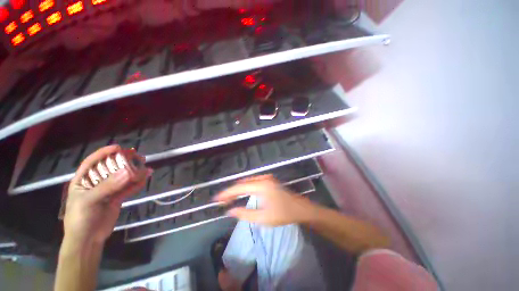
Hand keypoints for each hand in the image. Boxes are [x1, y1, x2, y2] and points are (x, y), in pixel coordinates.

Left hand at [64, 145, 150, 244]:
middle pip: (110, 169)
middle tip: (137, 157)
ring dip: (133, 173)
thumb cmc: (80, 219)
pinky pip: (128, 189)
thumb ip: (108, 186)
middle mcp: (95, 184)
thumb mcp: (90, 201)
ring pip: (122, 179)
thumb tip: (128, 171)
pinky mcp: (117, 199)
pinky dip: (137, 183)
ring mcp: (107, 191)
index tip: (118, 148)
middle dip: (123, 162)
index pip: (92, 163)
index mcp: (82, 181)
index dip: (103, 153)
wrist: (88, 240)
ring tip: (145, 167)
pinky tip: (145, 178)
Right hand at [214, 175, 314, 225]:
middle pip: (242, 183)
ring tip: (229, 197)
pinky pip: (253, 181)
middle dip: (231, 191)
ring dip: (238, 188)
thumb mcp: (263, 218)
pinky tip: (242, 192)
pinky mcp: (269, 180)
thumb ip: (245, 214)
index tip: (216, 199)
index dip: (227, 193)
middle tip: (222, 200)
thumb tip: (230, 211)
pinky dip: (245, 186)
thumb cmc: (283, 214)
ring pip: (247, 181)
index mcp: (261, 186)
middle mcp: (263, 178)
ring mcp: (267, 178)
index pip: (239, 187)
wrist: (300, 209)